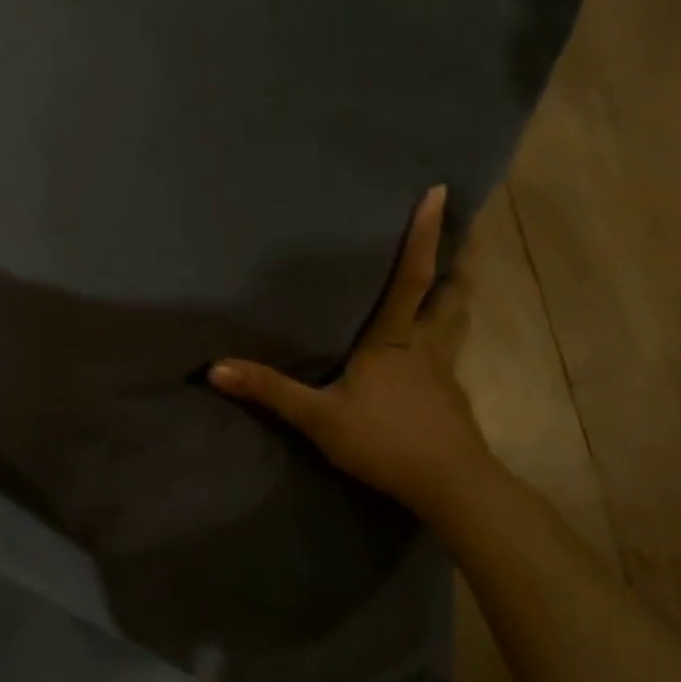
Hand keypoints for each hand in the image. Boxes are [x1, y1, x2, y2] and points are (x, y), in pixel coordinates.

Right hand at [207, 186, 507, 528]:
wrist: (451, 488)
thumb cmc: (386, 441)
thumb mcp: (319, 418)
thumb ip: (270, 391)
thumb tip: (215, 368)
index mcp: (394, 340)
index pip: (411, 277)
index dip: (425, 236)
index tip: (441, 193)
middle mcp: (426, 346)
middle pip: (451, 294)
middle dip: (459, 260)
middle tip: (465, 231)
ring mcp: (444, 372)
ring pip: (457, 322)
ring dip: (458, 295)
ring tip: (456, 277)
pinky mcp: (451, 398)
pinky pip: (450, 352)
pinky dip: (446, 334)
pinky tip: (431, 350)